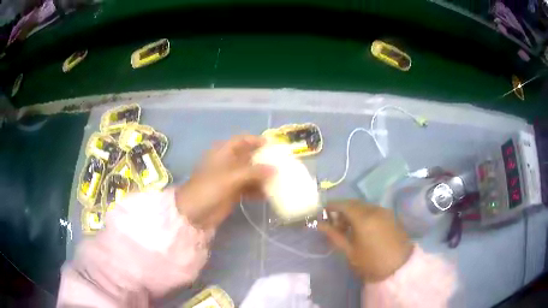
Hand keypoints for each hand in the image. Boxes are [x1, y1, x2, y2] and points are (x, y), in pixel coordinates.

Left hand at [175, 135, 273, 229]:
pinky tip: (268, 194)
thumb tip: (274, 168)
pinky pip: (249, 188)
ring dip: (262, 176)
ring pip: (250, 174)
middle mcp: (228, 163)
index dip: (256, 140)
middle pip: (248, 157)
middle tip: (281, 163)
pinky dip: (258, 190)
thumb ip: (253, 172)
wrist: (193, 213)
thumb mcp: (230, 177)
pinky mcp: (232, 193)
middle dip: (263, 160)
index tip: (272, 145)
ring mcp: (230, 179)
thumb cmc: (208, 189)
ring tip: (279, 180)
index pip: (241, 140)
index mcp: (223, 153)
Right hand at [318, 200, 412, 281]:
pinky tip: (362, 228)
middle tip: (333, 223)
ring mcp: (385, 212)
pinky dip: (364, 214)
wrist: (399, 268)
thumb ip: (334, 235)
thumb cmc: (371, 262)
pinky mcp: (391, 216)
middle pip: (354, 203)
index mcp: (363, 218)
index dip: (331, 205)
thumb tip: (319, 224)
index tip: (322, 211)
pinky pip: (374, 210)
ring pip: (364, 206)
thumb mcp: (349, 251)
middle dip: (342, 209)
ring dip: (353, 212)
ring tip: (347, 228)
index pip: (344, 204)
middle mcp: (375, 210)